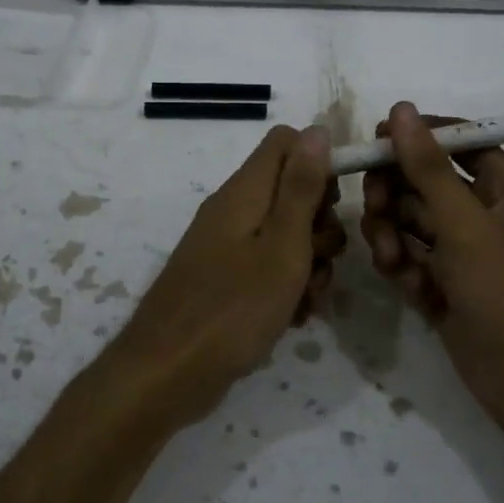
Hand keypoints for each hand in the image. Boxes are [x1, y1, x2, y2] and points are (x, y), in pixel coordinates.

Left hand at [110, 125, 345, 427]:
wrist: (167, 373)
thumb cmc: (233, 308)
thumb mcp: (282, 246)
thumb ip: (301, 188)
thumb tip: (318, 129)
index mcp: (244, 191)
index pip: (287, 142)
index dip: (319, 163)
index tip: (335, 205)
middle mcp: (234, 210)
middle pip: (291, 191)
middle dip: (320, 225)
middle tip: (319, 260)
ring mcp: (227, 247)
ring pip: (285, 235)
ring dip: (308, 263)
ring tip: (306, 300)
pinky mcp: (225, 280)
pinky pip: (268, 268)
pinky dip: (286, 287)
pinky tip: (292, 317)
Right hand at [361, 102, 503, 433]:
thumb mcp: (466, 226)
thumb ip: (428, 168)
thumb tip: (401, 110)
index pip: (459, 141)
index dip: (418, 136)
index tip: (376, 139)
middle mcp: (483, 214)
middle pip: (424, 181)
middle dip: (395, 193)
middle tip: (375, 207)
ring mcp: (463, 252)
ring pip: (410, 222)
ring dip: (393, 234)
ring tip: (392, 259)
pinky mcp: (445, 285)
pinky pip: (411, 258)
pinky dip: (402, 266)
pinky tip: (406, 284)